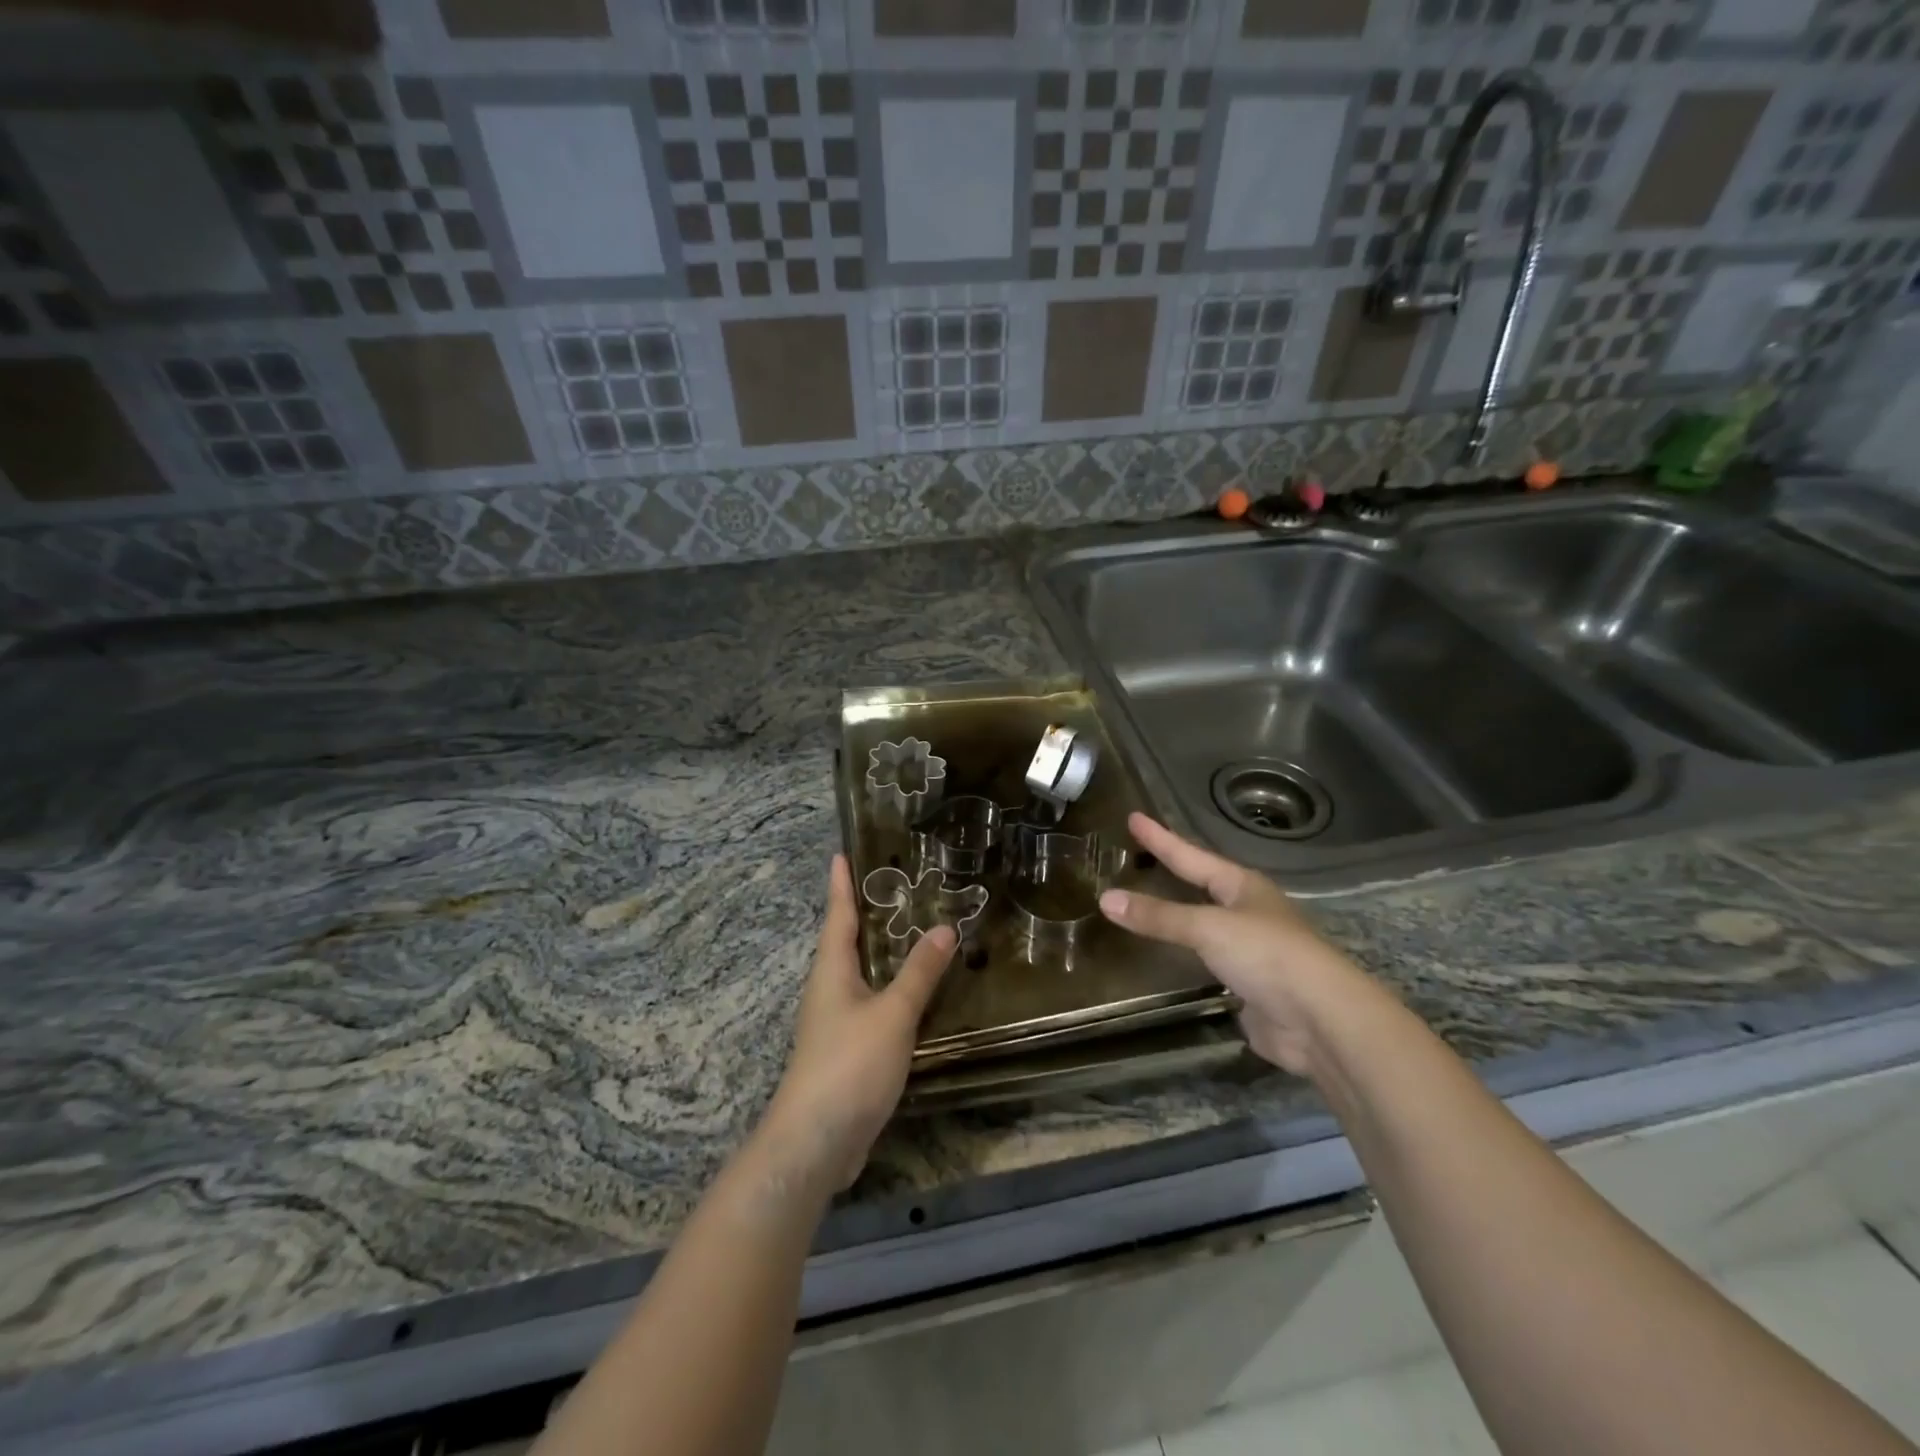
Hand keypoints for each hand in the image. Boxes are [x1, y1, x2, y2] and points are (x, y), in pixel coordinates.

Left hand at [761, 854, 955, 1191]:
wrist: (816, 1142)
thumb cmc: (849, 1065)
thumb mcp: (892, 1014)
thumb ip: (919, 973)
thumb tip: (944, 927)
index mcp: (832, 971)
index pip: (837, 916)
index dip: (841, 885)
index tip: (841, 854)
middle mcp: (829, 990)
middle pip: (845, 942)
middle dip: (864, 914)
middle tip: (893, 886)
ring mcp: (835, 1023)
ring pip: (859, 974)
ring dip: (880, 952)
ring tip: (909, 932)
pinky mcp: (847, 1051)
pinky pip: (870, 1004)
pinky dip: (889, 988)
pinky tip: (911, 994)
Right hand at [1098, 813, 1369, 1076]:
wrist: (1321, 1021)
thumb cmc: (1267, 954)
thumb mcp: (1208, 927)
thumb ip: (1158, 916)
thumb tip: (1105, 898)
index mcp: (1243, 887)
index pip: (1191, 855)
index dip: (1160, 838)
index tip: (1133, 817)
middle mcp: (1248, 912)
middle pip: (1202, 885)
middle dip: (1173, 870)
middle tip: (1141, 855)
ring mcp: (1251, 950)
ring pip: (1204, 925)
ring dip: (1177, 916)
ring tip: (1146, 904)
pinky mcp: (1248, 986)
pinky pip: (1206, 962)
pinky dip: (1184, 957)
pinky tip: (1168, 957)